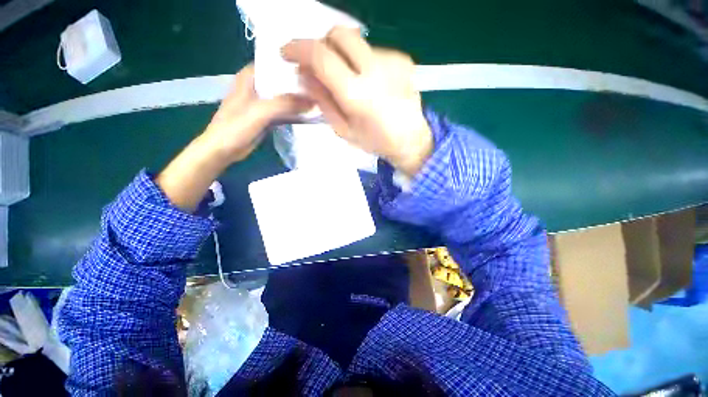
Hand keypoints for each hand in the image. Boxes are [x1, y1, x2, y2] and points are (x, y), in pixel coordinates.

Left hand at [156, 64, 311, 211]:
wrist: (223, 150)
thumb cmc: (235, 127)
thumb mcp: (260, 112)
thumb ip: (284, 104)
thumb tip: (312, 101)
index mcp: (249, 77)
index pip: (273, 63)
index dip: (291, 64)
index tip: (311, 68)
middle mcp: (256, 86)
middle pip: (280, 80)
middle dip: (297, 83)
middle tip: (319, 86)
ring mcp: (261, 103)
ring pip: (283, 96)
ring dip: (297, 99)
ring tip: (317, 99)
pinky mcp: (266, 117)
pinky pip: (283, 111)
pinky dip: (293, 112)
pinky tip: (306, 113)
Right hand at [282, 27, 432, 175]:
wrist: (410, 140)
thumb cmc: (375, 141)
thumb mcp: (342, 129)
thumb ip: (322, 100)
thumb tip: (303, 75)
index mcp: (356, 93)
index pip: (320, 55)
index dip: (298, 48)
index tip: (287, 53)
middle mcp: (374, 69)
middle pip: (339, 33)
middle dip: (322, 43)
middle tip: (319, 64)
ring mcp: (391, 61)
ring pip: (356, 41)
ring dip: (343, 55)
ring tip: (347, 79)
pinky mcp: (403, 60)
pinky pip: (373, 50)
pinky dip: (362, 61)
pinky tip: (368, 81)